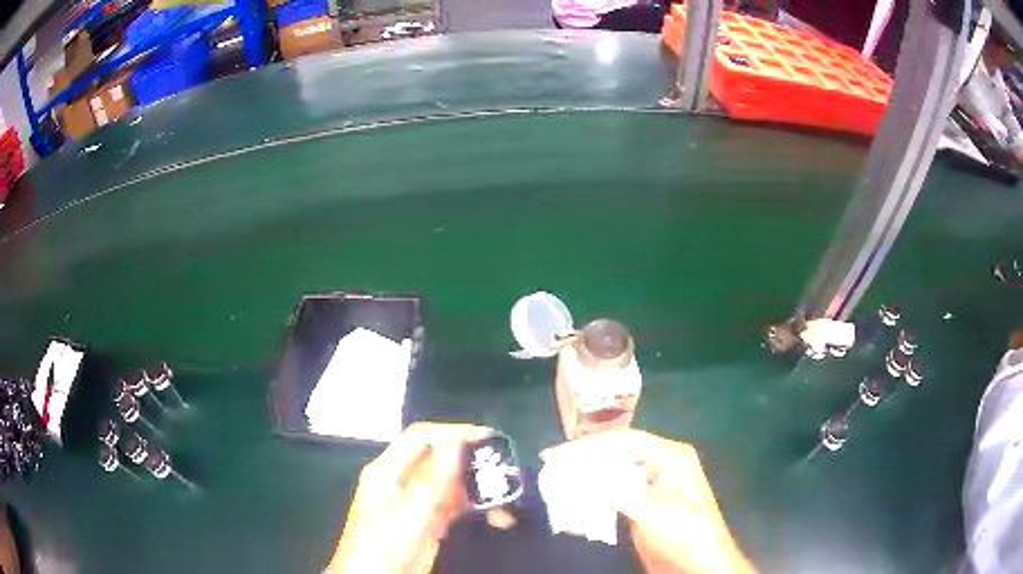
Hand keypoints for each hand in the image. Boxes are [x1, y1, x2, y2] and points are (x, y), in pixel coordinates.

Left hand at [326, 422, 492, 573]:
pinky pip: (455, 505)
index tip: (488, 439)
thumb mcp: (409, 514)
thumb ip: (433, 479)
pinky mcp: (428, 521)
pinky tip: (495, 516)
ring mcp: (415, 502)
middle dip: (472, 462)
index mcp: (387, 471)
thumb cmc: (385, 547)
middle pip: (439, 458)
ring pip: (451, 482)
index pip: (421, 437)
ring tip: (505, 498)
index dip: (453, 432)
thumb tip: (455, 440)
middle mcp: (401, 481)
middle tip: (504, 470)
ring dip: (479, 487)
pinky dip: (476, 507)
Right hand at [541, 429, 755, 573]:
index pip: (624, 441)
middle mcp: (659, 465)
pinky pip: (612, 494)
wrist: (697, 567)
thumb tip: (578, 471)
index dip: (588, 446)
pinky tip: (572, 500)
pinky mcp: (640, 506)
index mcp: (671, 457)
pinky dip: (592, 496)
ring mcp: (649, 486)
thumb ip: (618, 491)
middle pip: (615, 455)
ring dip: (585, 478)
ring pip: (611, 474)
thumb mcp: (654, 512)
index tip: (554, 455)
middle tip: (549, 466)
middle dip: (584, 460)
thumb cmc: (686, 535)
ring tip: (553, 481)